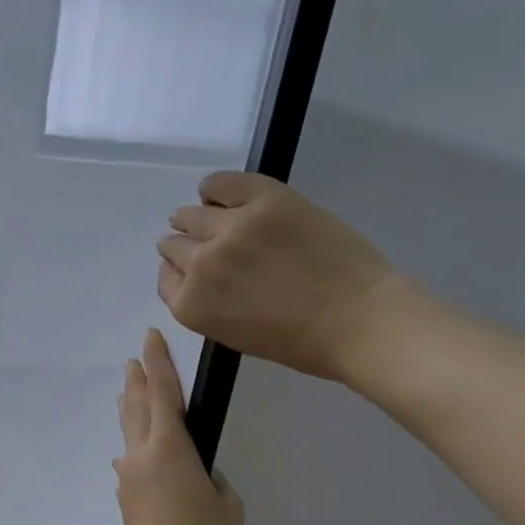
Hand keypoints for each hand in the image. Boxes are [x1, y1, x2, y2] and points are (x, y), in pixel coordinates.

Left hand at [115, 329, 243, 524]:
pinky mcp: (127, 502)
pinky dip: (134, 445)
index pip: (163, 392)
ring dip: (130, 410)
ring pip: (128, 433)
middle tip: (135, 360)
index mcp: (169, 448)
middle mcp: (141, 456)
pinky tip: (134, 452)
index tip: (151, 337)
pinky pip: (130, 462)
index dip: (159, 362)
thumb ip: (213, 482)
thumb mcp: (227, 507)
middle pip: (137, 407)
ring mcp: (129, 480)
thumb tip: (194, 478)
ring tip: (128, 393)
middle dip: (137, 381)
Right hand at [157, 172, 403, 383]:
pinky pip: (222, 183)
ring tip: (208, 216)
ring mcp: (231, 227)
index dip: (179, 272)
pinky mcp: (264, 199)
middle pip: (175, 245)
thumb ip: (208, 303)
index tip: (191, 269)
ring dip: (194, 218)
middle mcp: (201, 264)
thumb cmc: (300, 342)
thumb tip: (201, 272)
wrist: (358, 320)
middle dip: (184, 245)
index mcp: (192, 305)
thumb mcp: (234, 334)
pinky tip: (217, 192)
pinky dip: (214, 187)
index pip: (167, 278)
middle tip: (202, 244)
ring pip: (192, 214)